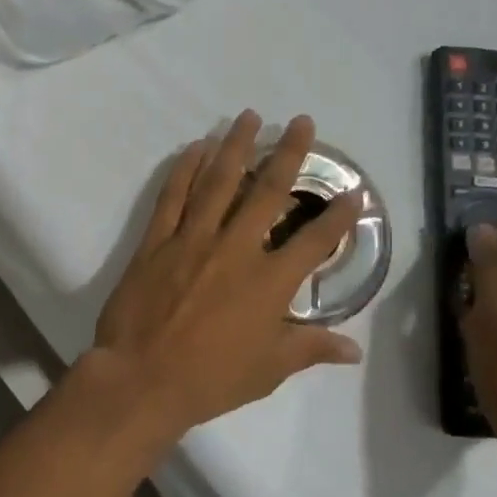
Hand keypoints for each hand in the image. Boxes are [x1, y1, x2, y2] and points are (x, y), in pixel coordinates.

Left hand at [88, 112, 363, 437]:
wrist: (142, 377)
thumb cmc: (211, 379)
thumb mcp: (269, 369)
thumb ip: (310, 348)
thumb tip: (353, 349)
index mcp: (269, 282)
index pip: (314, 239)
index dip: (338, 215)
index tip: (354, 191)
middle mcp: (235, 249)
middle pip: (268, 192)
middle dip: (289, 153)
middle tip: (301, 122)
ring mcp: (192, 239)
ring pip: (218, 182)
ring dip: (235, 146)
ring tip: (248, 117)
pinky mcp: (156, 241)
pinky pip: (172, 196)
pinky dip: (184, 169)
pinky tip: (195, 148)